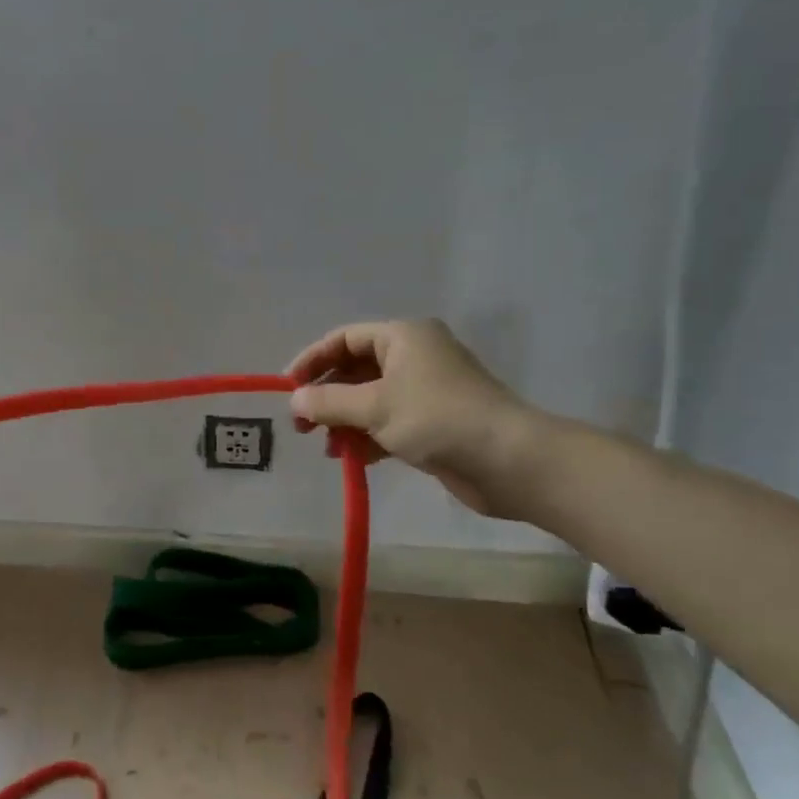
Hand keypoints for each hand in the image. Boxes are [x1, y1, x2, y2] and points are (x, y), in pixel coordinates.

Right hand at [287, 320, 542, 518]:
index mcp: (403, 337)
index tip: (288, 388)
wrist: (510, 461)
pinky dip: (367, 437)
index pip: (344, 339)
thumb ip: (329, 402)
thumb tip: (295, 400)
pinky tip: (352, 459)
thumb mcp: (374, 406)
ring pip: (370, 400)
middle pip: (355, 370)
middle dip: (326, 397)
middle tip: (301, 425)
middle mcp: (414, 357)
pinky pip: (388, 423)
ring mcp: (425, 391)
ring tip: (327, 448)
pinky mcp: (433, 424)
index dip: (312, 360)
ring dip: (344, 422)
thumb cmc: (437, 418)